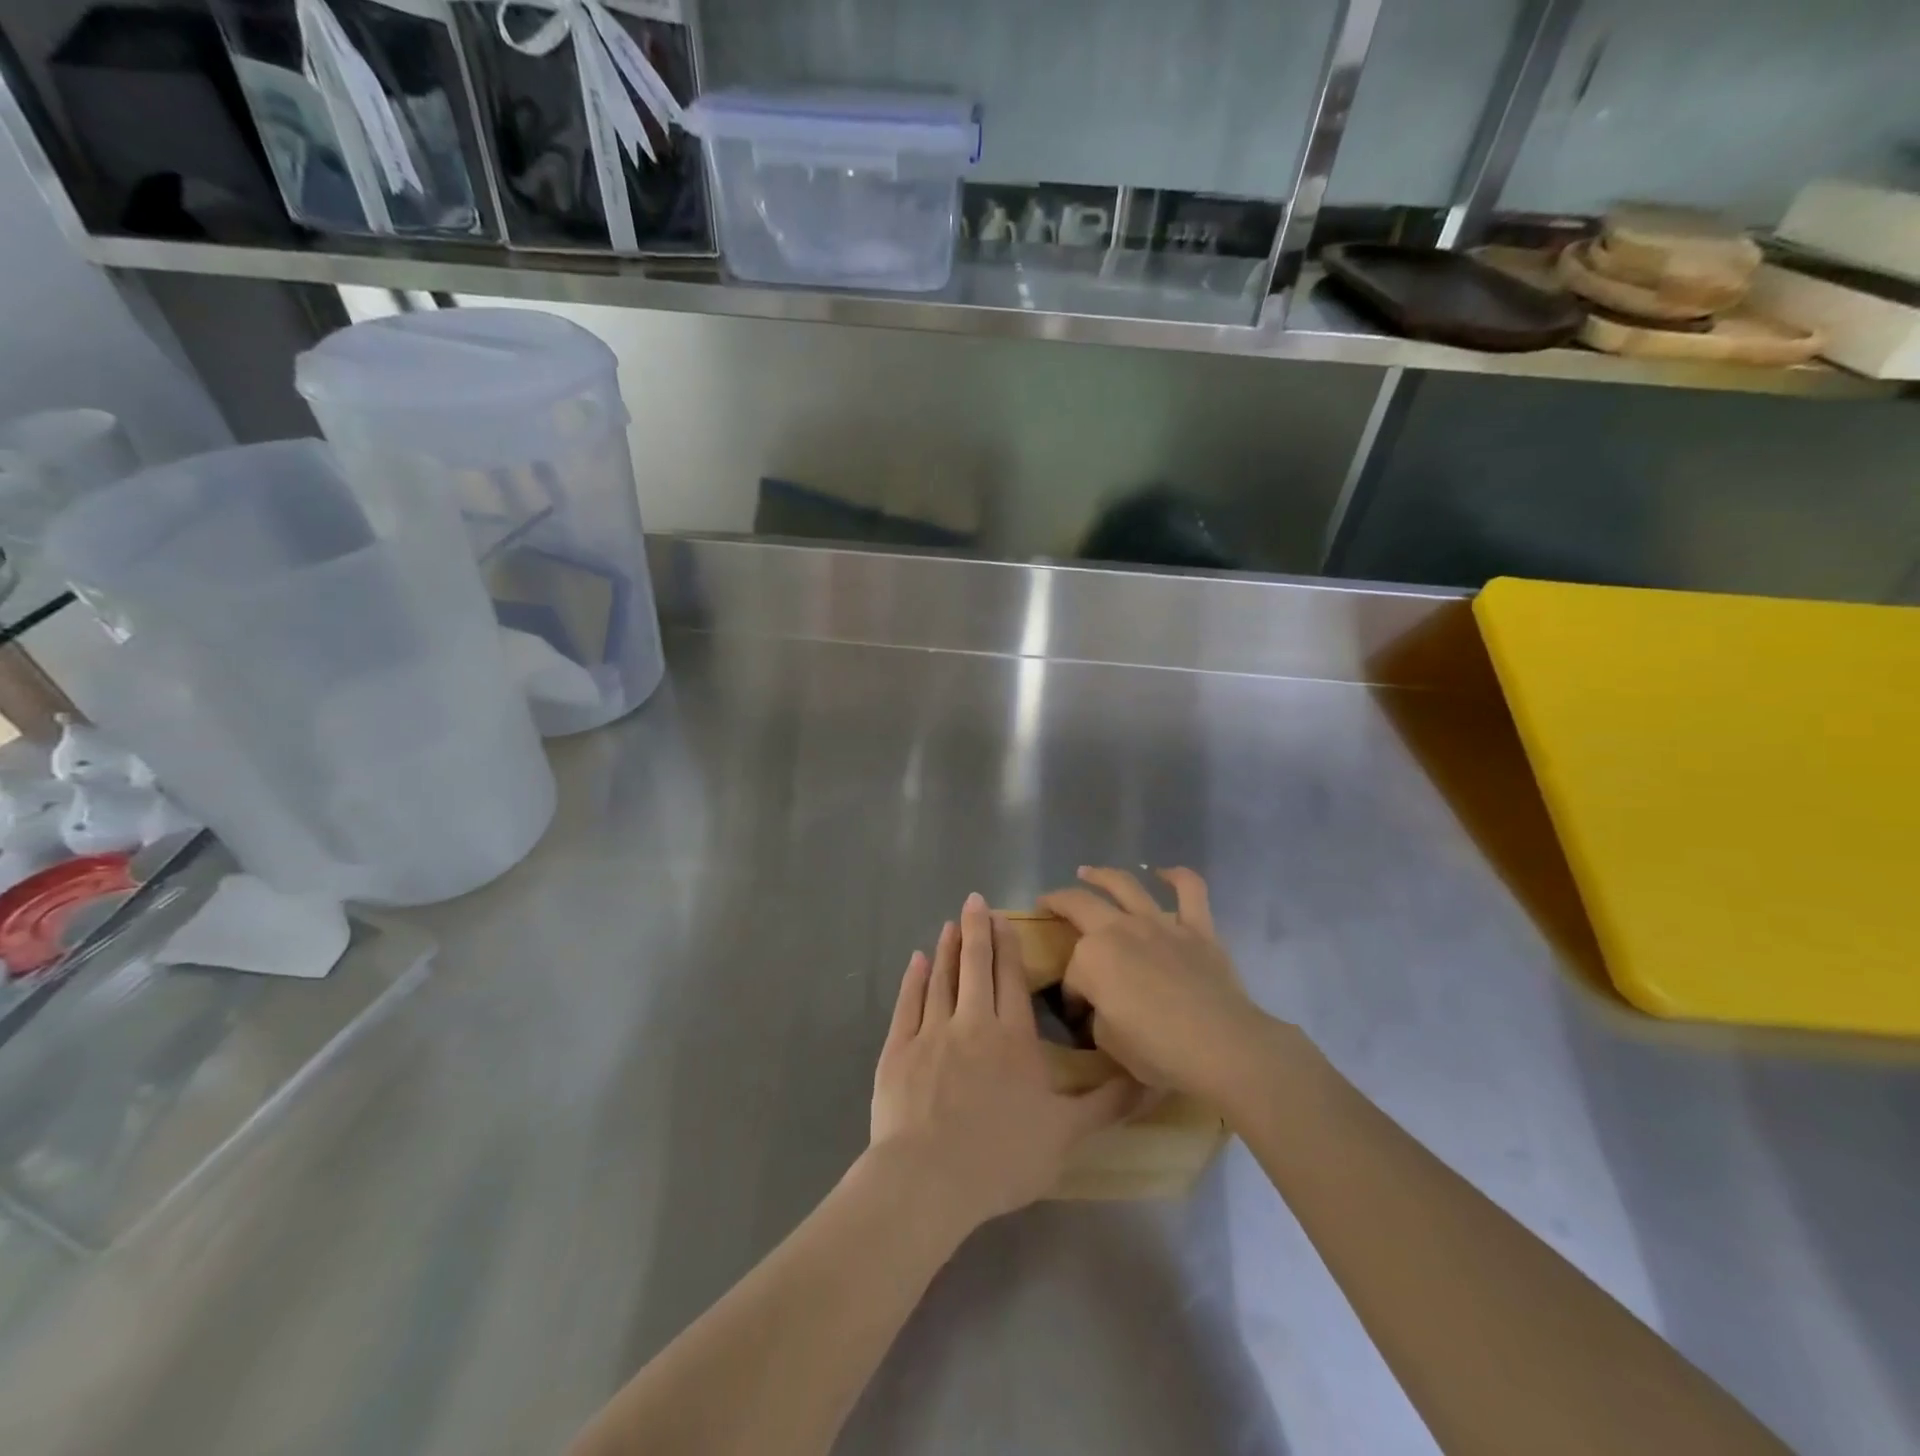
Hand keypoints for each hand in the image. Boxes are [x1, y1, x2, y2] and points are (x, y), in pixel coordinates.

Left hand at [870, 892, 1137, 1230]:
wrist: (929, 1179)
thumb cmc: (1002, 1157)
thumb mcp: (1066, 1135)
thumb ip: (1106, 1104)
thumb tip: (1151, 1081)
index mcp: (1012, 1038)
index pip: (1011, 979)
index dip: (1007, 946)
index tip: (1002, 918)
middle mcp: (972, 1023)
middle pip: (976, 967)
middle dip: (976, 930)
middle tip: (973, 901)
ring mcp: (931, 1033)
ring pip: (942, 978)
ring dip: (947, 949)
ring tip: (949, 925)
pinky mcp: (898, 1049)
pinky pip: (907, 1003)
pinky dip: (913, 978)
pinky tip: (917, 960)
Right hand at [1039, 867, 1270, 1100]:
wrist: (1222, 1047)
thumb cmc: (1158, 1050)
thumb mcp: (1108, 1042)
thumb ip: (1098, 1014)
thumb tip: (1103, 1005)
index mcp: (1092, 957)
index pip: (1072, 974)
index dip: (1070, 995)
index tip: (1077, 1015)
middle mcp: (1120, 929)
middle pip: (1080, 905)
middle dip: (1058, 902)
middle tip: (1047, 902)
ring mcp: (1160, 924)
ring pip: (1125, 885)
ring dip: (1102, 875)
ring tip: (1087, 871)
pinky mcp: (1197, 928)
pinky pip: (1190, 890)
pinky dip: (1177, 876)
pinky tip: (1164, 873)